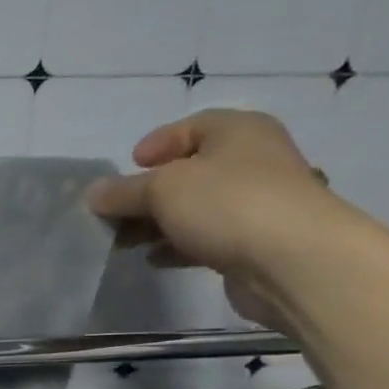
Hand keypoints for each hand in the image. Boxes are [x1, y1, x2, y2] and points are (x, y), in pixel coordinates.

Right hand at [85, 108, 350, 329]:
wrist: (294, 261)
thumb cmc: (227, 204)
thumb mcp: (161, 189)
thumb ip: (123, 191)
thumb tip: (95, 194)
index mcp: (239, 132)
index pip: (192, 126)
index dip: (158, 143)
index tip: (129, 165)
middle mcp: (254, 161)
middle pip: (190, 171)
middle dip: (148, 192)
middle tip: (115, 211)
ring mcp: (258, 203)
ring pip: (195, 208)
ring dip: (158, 223)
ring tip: (123, 241)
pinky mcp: (255, 242)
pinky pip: (207, 237)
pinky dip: (178, 245)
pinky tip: (154, 259)